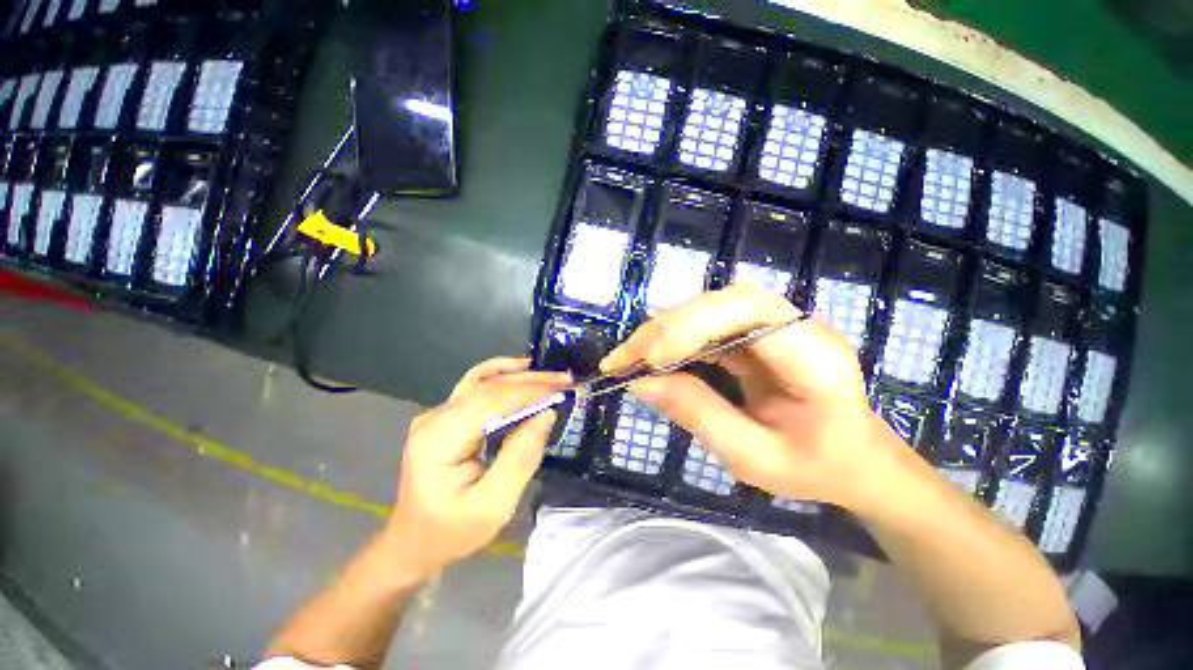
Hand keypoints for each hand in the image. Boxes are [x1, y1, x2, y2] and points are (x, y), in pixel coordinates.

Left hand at [381, 358, 569, 580]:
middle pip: (489, 387)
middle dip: (531, 381)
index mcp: (440, 439)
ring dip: (520, 376)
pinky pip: (475, 386)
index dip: (530, 392)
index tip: (562, 391)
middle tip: (565, 381)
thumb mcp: (494, 505)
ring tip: (551, 378)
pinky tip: (520, 369)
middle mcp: (435, 418)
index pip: (492, 402)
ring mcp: (437, 414)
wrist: (415, 542)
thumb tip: (546, 414)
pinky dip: (501, 374)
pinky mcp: (445, 415)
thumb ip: (521, 457)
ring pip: (484, 382)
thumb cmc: (453, 530)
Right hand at [601, 283, 910, 512]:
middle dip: (667, 327)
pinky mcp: (760, 330)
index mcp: (816, 358)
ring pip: (711, 306)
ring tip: (632, 358)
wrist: (856, 458)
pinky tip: (656, 356)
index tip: (647, 361)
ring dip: (665, 330)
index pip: (749, 312)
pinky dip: (677, 337)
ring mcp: (780, 324)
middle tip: (624, 359)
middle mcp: (800, 326)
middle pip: (723, 301)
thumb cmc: (815, 467)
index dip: (691, 326)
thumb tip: (641, 383)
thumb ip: (698, 415)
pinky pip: (710, 321)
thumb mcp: (753, 458)